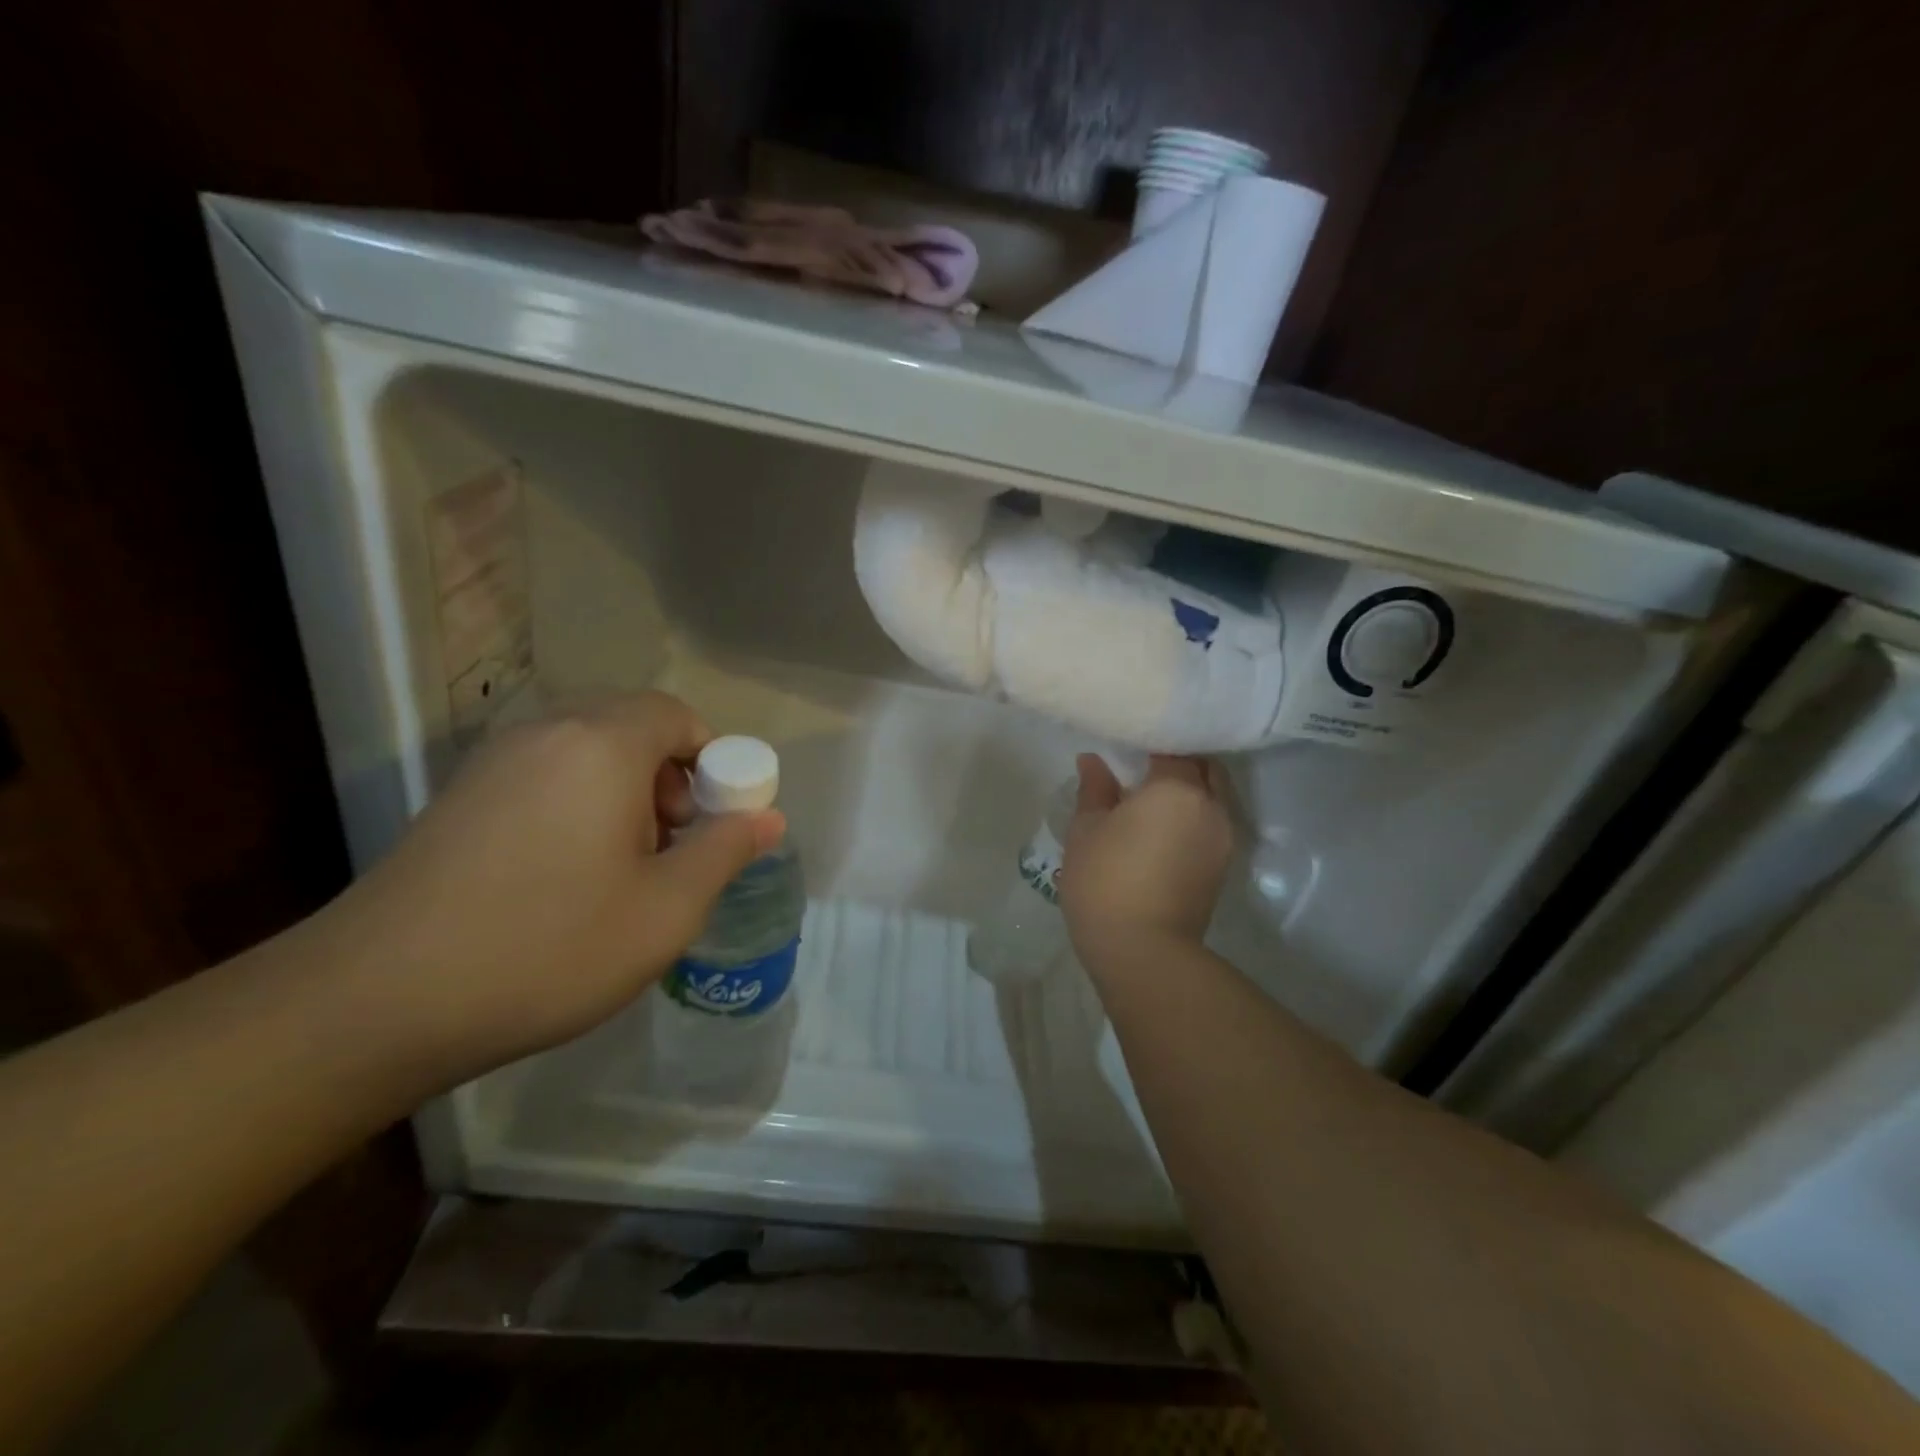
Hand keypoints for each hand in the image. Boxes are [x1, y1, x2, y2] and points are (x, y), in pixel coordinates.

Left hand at [314, 693, 784, 1084]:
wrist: (374, 1003)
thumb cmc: (548, 948)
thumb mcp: (665, 910)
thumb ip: (725, 851)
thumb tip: (768, 818)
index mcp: (601, 745)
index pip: (676, 715)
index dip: (713, 760)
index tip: (715, 821)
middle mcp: (546, 734)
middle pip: (633, 728)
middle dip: (670, 778)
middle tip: (671, 847)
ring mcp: (493, 763)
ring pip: (588, 753)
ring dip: (625, 793)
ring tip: (621, 869)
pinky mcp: (459, 797)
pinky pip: (545, 776)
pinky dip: (578, 805)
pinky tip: (564, 877)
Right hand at [1059, 753, 1235, 969]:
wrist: (1142, 952)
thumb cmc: (1106, 881)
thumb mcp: (1086, 830)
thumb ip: (1094, 789)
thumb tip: (1093, 762)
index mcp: (1178, 788)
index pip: (1172, 748)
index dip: (1150, 743)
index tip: (1127, 747)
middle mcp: (1211, 806)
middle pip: (1203, 768)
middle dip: (1178, 762)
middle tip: (1142, 767)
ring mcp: (1223, 839)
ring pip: (1212, 797)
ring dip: (1189, 791)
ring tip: (1151, 799)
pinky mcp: (1222, 867)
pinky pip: (1211, 824)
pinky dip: (1192, 816)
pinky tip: (1162, 828)